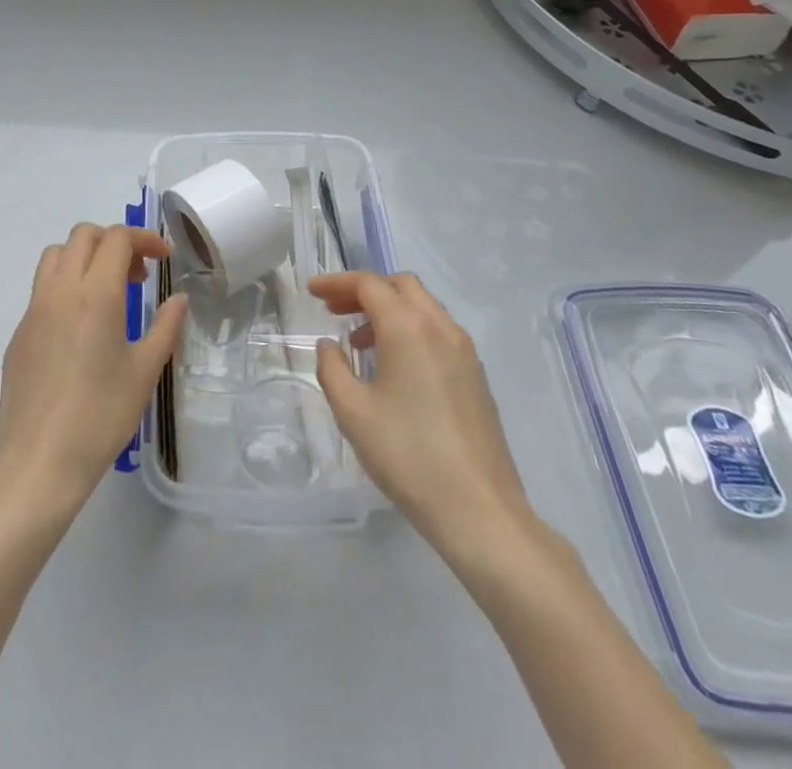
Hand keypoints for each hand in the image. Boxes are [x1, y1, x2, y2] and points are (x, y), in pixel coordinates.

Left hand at [0, 223, 187, 517]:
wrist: (39, 463)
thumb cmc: (101, 417)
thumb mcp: (145, 372)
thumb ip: (165, 327)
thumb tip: (178, 299)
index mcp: (96, 294)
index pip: (117, 239)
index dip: (144, 238)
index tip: (164, 258)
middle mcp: (60, 291)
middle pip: (83, 235)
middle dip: (114, 242)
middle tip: (136, 276)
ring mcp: (33, 311)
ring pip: (56, 256)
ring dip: (84, 258)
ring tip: (106, 292)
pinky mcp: (18, 334)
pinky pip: (41, 290)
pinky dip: (65, 287)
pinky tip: (79, 329)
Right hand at [311, 270, 533, 556]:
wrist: (478, 509)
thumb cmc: (407, 455)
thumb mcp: (352, 411)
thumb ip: (332, 368)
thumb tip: (329, 345)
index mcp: (408, 327)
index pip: (369, 284)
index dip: (337, 282)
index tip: (312, 291)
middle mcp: (440, 327)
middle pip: (400, 286)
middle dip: (364, 290)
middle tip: (335, 310)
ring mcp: (464, 351)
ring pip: (423, 306)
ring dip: (389, 310)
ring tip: (359, 343)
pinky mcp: (476, 375)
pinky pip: (438, 331)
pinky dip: (410, 330)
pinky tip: (394, 367)